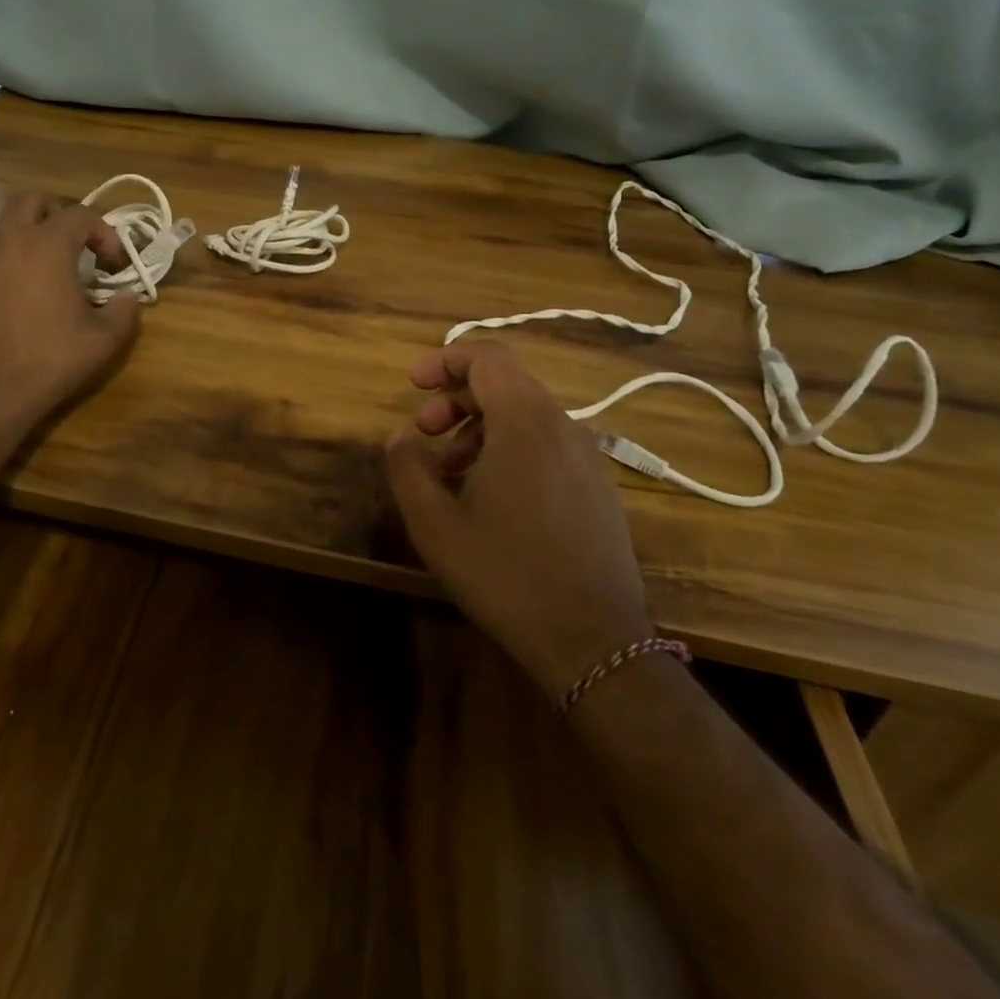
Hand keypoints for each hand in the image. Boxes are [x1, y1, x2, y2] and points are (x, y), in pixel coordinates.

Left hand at [0, 192, 141, 439]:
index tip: (114, 263)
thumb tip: (129, 298)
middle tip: (76, 246)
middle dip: (59, 215)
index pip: (81, 214)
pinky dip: (5, 264)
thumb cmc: (48, 361)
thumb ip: (124, 312)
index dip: (105, 232)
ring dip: (28, 237)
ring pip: (3, 226)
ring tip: (46, 272)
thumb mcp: (103, 341)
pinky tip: (15, 299)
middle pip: (32, 201)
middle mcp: (6, 240)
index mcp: (46, 245)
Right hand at [385, 341, 653, 699]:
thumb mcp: (435, 524)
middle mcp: (563, 425)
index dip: (446, 359)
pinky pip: (547, 443)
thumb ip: (408, 467)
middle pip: (506, 383)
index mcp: (524, 421)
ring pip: (526, 414)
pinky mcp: (599, 486)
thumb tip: (400, 436)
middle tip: (424, 433)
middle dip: (456, 398)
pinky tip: (490, 495)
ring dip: (480, 426)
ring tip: (450, 470)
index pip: (488, 357)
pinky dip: (510, 447)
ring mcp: (587, 456)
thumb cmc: (505, 573)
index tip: (414, 384)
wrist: (594, 642)